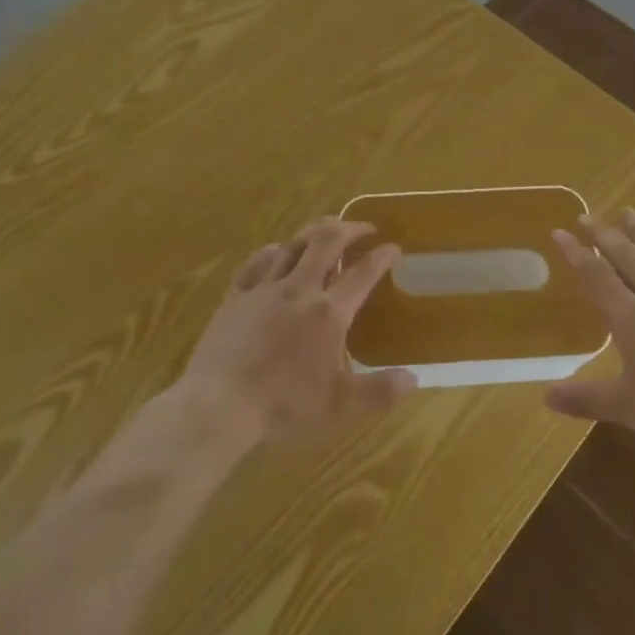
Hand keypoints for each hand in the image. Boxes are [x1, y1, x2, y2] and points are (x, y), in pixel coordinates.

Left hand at [179, 217, 418, 447]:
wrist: (219, 404)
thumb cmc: (283, 405)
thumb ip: (379, 391)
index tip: (394, 247)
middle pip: (327, 241)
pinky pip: (256, 261)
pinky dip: (273, 251)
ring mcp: (264, 288)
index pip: (363, 273)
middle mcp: (299, 289)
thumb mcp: (340, 406)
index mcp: (329, 312)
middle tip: (363, 228)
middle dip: (350, 228)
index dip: (382, 255)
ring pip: (293, 244)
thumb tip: (415, 378)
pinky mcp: (236, 295)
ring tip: (326, 231)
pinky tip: (277, 251)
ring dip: (314, 232)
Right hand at [547, 210, 634, 473]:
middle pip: (627, 256)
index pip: (596, 275)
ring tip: (629, 213)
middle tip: (587, 215)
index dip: (576, 252)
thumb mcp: (629, 409)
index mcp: (631, 318)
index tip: (560, 231)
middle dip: (604, 234)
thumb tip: (547, 397)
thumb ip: (587, 399)